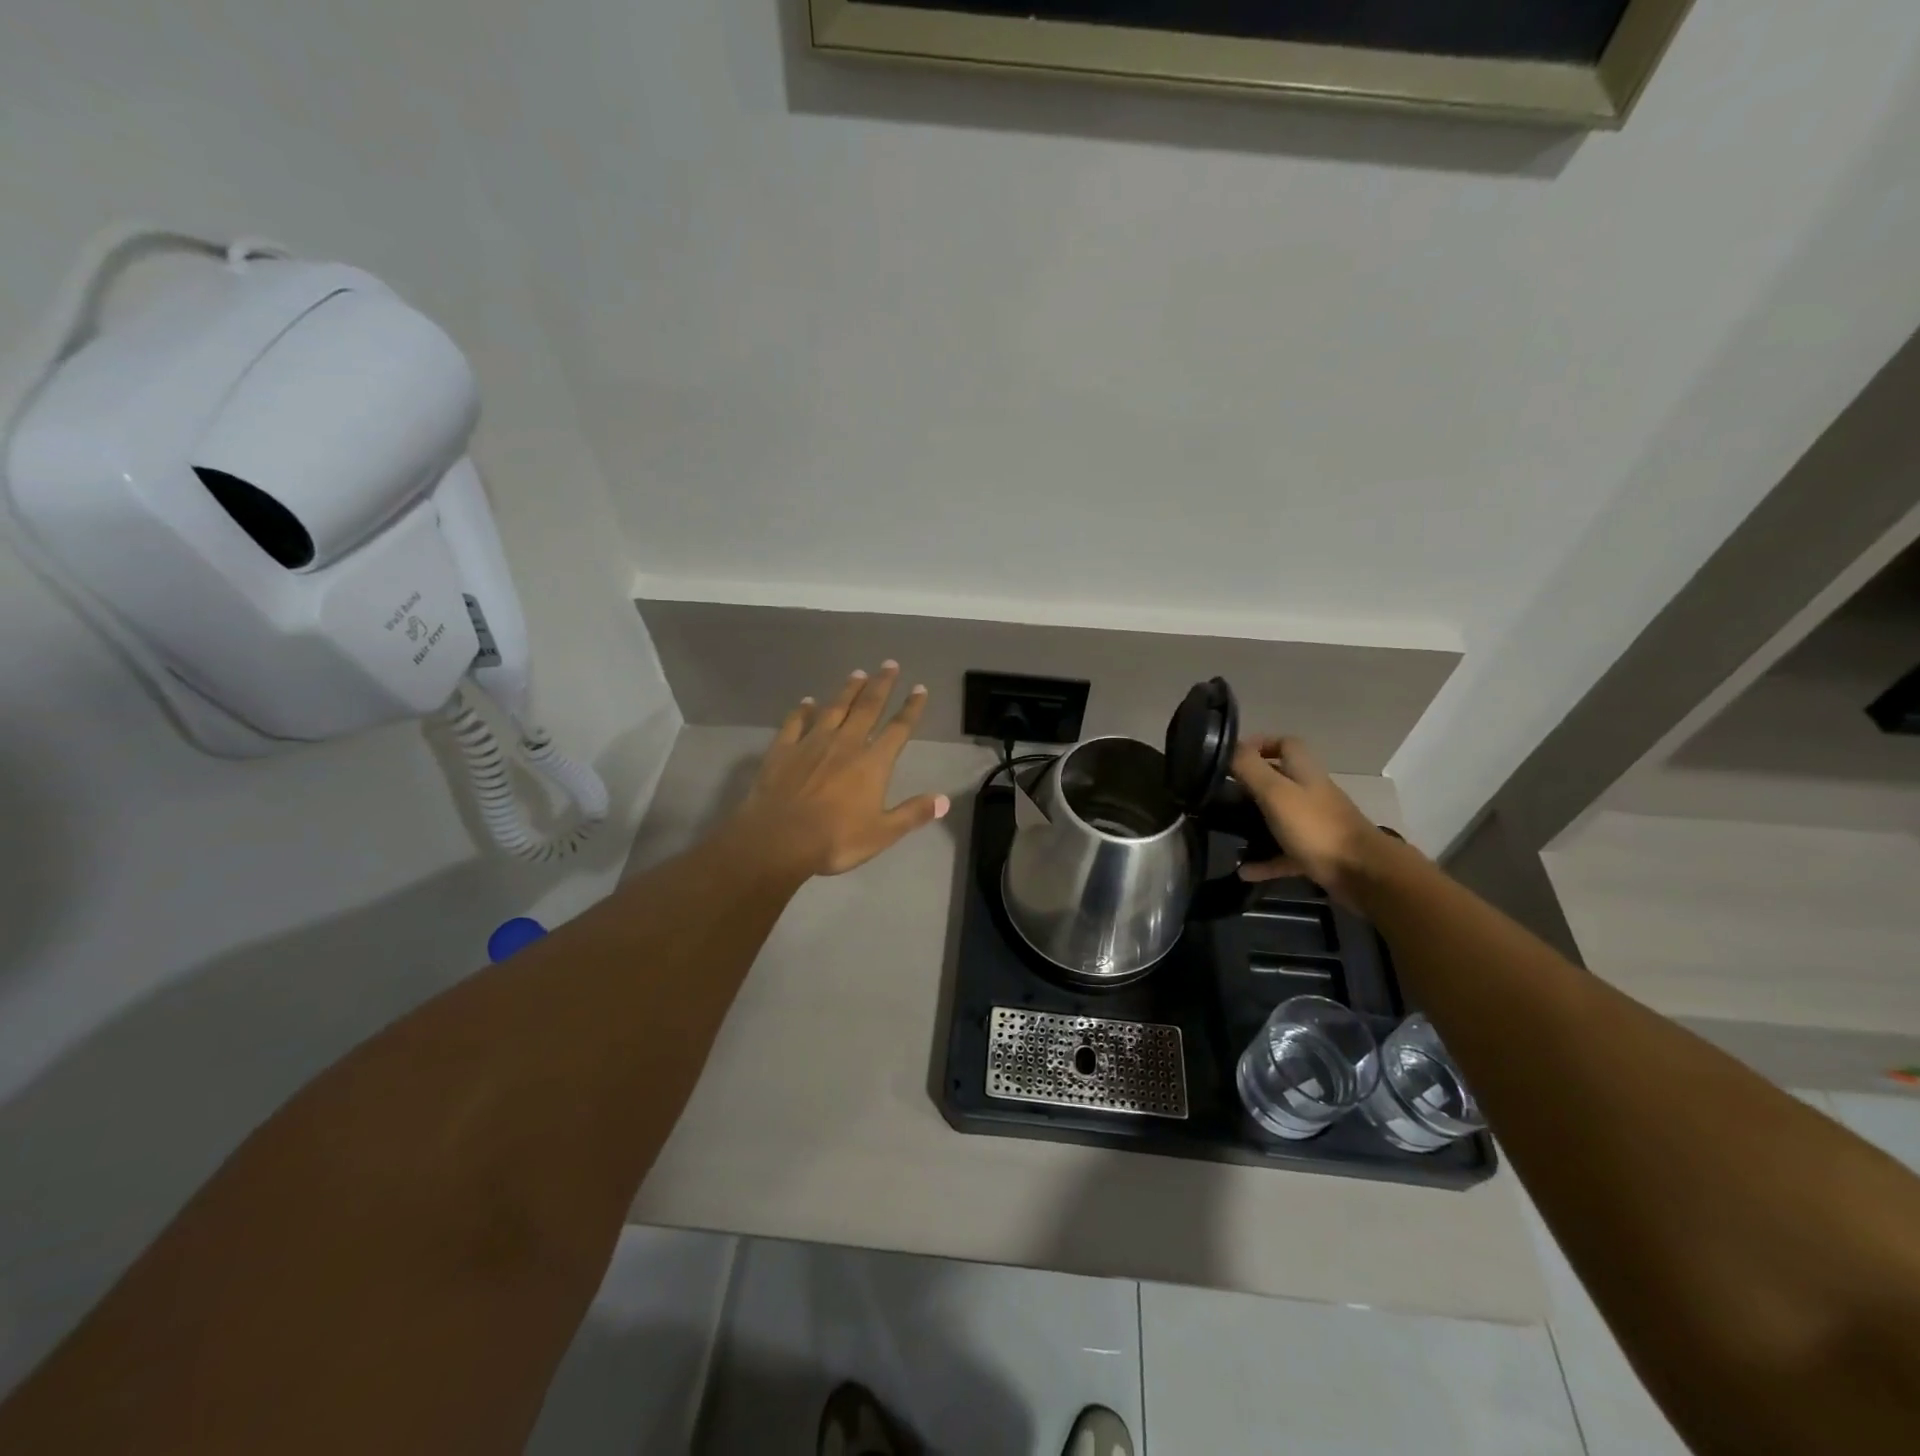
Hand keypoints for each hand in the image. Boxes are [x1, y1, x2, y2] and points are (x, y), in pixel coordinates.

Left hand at [732, 663, 950, 878]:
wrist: (778, 839)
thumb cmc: (836, 839)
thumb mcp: (882, 833)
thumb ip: (913, 813)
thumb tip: (944, 800)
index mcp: (873, 763)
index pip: (898, 729)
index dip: (911, 708)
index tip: (919, 688)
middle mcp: (845, 744)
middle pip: (867, 708)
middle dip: (881, 685)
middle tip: (889, 664)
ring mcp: (812, 743)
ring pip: (834, 709)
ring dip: (847, 691)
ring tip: (857, 674)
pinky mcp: (783, 750)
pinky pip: (795, 723)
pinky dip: (802, 711)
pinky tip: (806, 702)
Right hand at [1230, 735, 1390, 906]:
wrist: (1363, 874)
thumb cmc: (1316, 827)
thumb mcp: (1276, 793)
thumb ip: (1250, 768)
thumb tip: (1229, 747)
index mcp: (1304, 773)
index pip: (1286, 744)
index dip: (1261, 744)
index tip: (1232, 758)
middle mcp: (1311, 794)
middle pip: (1280, 781)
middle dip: (1250, 786)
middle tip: (1221, 796)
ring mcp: (1315, 825)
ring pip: (1280, 818)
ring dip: (1254, 824)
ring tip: (1227, 831)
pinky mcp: (1317, 853)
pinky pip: (1284, 854)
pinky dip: (1265, 861)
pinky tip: (1244, 871)